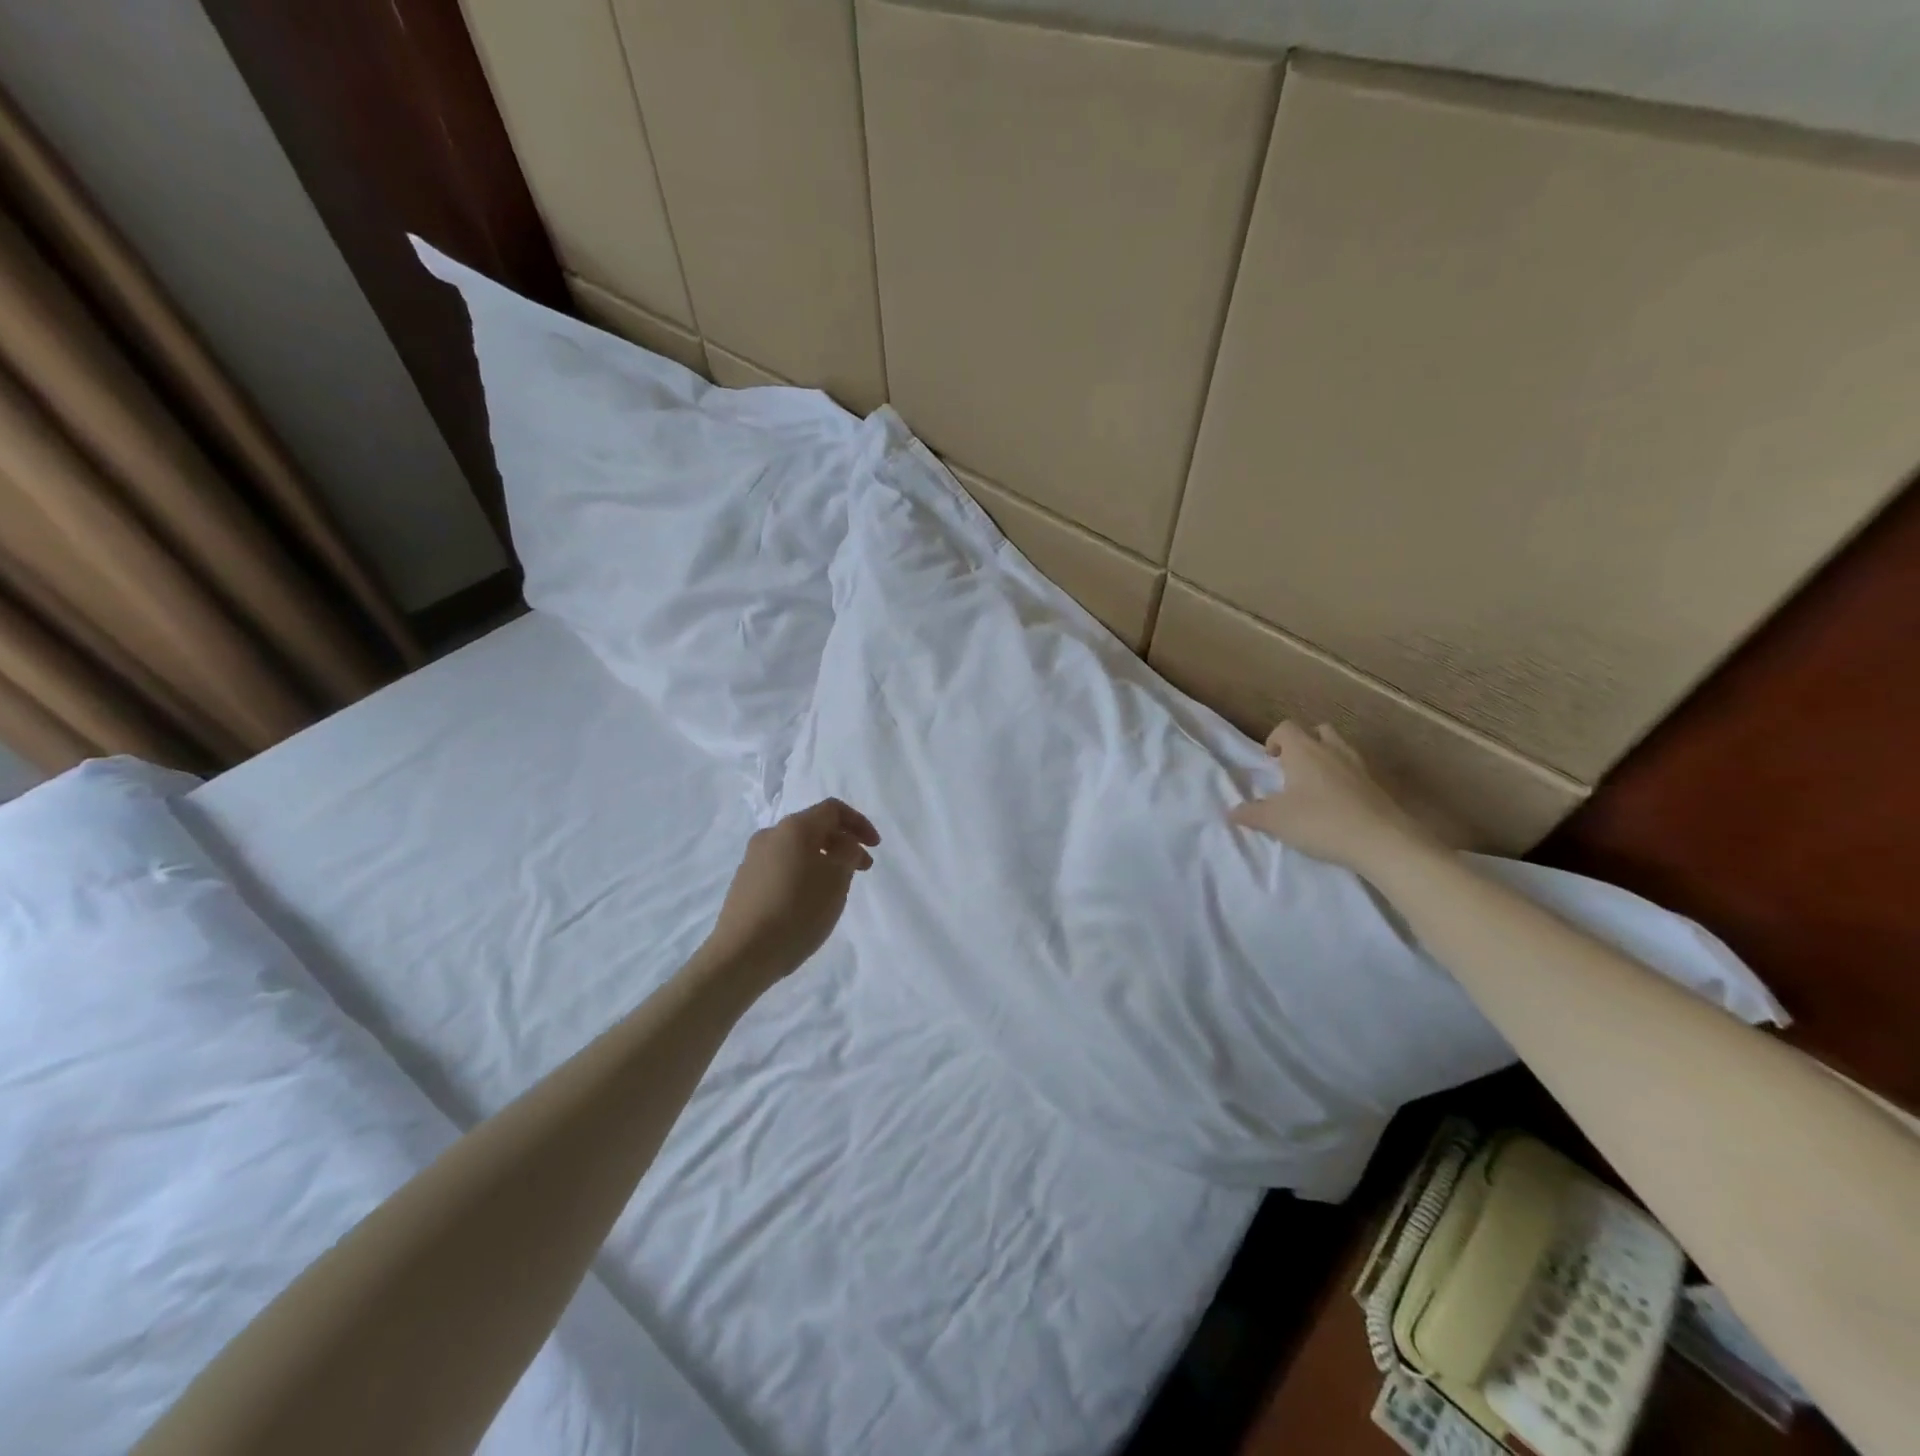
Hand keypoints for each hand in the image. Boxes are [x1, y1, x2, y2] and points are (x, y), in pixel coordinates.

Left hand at [704, 799, 880, 981]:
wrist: (741, 954)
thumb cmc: (797, 911)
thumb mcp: (837, 881)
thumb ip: (848, 856)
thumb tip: (843, 848)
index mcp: (794, 828)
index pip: (833, 810)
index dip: (859, 823)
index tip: (874, 847)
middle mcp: (771, 835)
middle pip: (814, 827)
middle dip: (843, 843)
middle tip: (863, 868)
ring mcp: (753, 859)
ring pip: (797, 848)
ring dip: (823, 859)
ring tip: (837, 887)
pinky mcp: (744, 882)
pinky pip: (782, 866)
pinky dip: (803, 872)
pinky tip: (809, 899)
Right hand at [1229, 722, 1439, 876]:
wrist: (1382, 841)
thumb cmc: (1320, 822)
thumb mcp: (1276, 821)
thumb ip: (1251, 814)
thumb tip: (1232, 811)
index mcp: (1304, 751)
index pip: (1286, 728)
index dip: (1275, 740)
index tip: (1270, 761)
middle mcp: (1332, 750)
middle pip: (1317, 731)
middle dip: (1304, 744)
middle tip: (1293, 769)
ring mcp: (1359, 766)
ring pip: (1339, 749)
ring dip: (1326, 759)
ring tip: (1315, 787)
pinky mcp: (1377, 785)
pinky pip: (1355, 771)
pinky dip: (1344, 779)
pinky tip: (1337, 805)